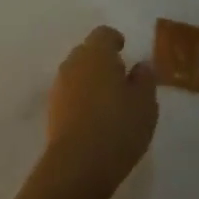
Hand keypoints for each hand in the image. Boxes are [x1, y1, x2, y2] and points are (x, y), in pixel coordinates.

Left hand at [39, 26, 158, 198]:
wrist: (78, 164)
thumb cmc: (118, 127)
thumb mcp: (145, 104)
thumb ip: (145, 79)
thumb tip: (141, 65)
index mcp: (97, 53)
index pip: (104, 34)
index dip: (115, 40)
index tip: (124, 50)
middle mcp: (74, 62)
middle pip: (88, 51)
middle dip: (102, 60)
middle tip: (120, 78)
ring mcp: (60, 85)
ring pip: (77, 72)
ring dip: (91, 79)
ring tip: (109, 100)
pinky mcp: (52, 108)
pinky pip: (70, 93)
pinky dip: (81, 97)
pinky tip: (94, 117)